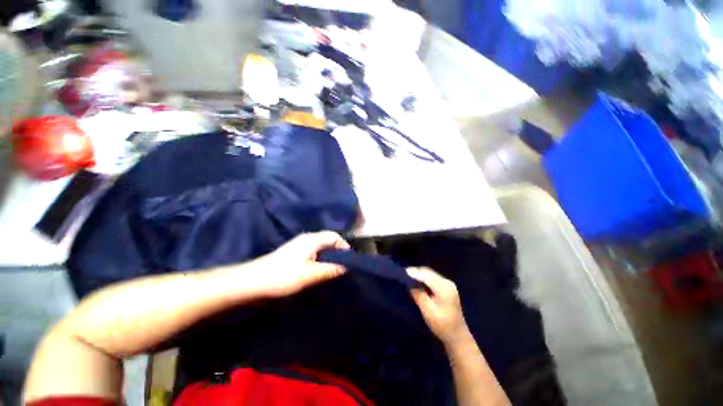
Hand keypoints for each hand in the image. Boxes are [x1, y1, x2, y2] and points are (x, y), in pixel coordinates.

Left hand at [252, 231, 349, 296]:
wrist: (253, 281)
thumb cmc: (284, 276)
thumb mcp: (311, 274)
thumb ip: (331, 269)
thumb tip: (347, 267)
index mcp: (312, 239)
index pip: (334, 236)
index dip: (344, 246)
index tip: (349, 260)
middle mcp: (307, 238)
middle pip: (328, 239)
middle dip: (337, 251)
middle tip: (343, 265)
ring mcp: (299, 244)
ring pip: (320, 246)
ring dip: (328, 255)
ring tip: (333, 269)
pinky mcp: (293, 252)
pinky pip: (313, 251)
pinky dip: (320, 258)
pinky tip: (318, 270)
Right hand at [407, 267, 469, 344]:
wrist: (457, 336)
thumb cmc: (443, 326)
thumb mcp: (428, 311)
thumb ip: (419, 295)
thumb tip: (410, 283)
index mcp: (444, 288)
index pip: (426, 275)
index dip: (414, 273)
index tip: (402, 273)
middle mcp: (447, 282)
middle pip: (428, 272)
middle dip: (415, 272)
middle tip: (403, 276)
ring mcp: (447, 284)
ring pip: (429, 274)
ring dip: (419, 275)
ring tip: (408, 279)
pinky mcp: (446, 287)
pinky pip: (432, 278)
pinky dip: (423, 279)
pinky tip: (417, 283)